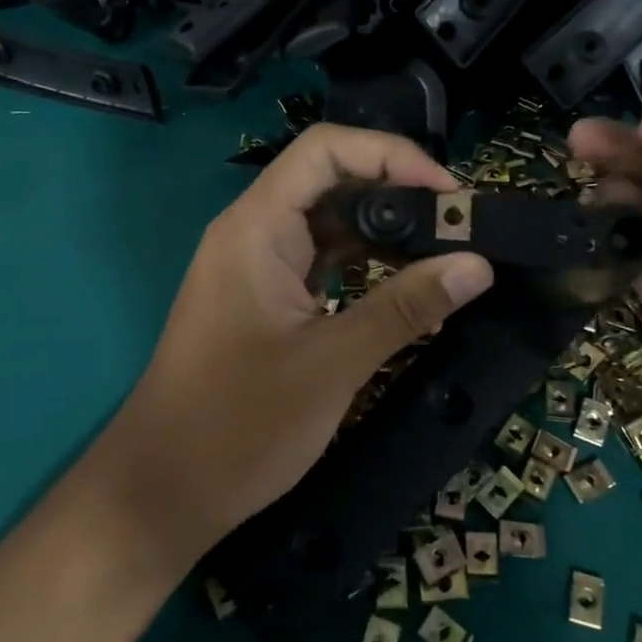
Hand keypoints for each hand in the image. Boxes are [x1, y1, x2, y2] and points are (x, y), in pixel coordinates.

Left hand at [87, 125, 493, 568]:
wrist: (163, 492)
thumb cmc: (239, 425)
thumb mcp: (332, 363)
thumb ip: (405, 308)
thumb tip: (478, 266)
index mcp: (257, 227)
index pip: (325, 150)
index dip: (392, 155)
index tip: (448, 193)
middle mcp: (253, 233)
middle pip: (331, 182)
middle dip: (398, 195)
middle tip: (460, 227)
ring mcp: (257, 267)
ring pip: (329, 225)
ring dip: (385, 236)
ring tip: (446, 257)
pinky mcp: (264, 300)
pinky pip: (321, 264)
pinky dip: (365, 269)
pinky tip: (407, 290)